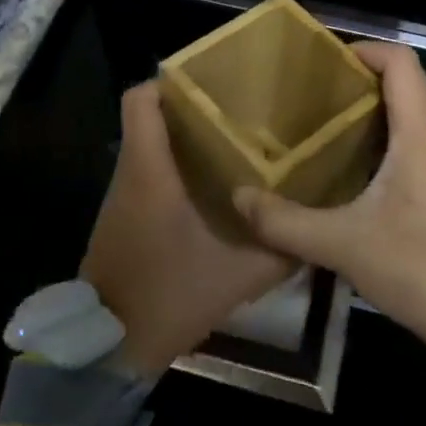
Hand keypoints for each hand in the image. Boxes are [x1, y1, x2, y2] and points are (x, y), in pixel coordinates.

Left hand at [82, 81, 297, 375]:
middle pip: (151, 115)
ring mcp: (124, 195)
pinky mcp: (125, 216)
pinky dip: (177, 166)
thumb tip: (314, 223)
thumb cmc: (170, 294)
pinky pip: (150, 172)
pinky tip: (215, 184)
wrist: (111, 345)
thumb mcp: (239, 274)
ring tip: (236, 139)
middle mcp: (132, 172)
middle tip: (241, 108)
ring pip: (150, 143)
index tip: (214, 81)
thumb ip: (280, 247)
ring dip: (186, 137)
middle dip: (192, 105)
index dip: (171, 80)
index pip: (140, 99)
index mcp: (150, 170)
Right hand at [234, 42, 425, 355]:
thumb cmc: (415, 266)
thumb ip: (285, 222)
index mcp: (421, 135)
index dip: (365, 50)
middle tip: (317, 93)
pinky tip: (357, 166)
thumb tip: (240, 199)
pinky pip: (420, 141)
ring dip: (377, 108)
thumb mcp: (341, 244)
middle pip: (408, 83)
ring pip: (415, 113)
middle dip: (363, 78)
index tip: (326, 61)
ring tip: (329, 123)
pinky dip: (389, 136)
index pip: (402, 63)